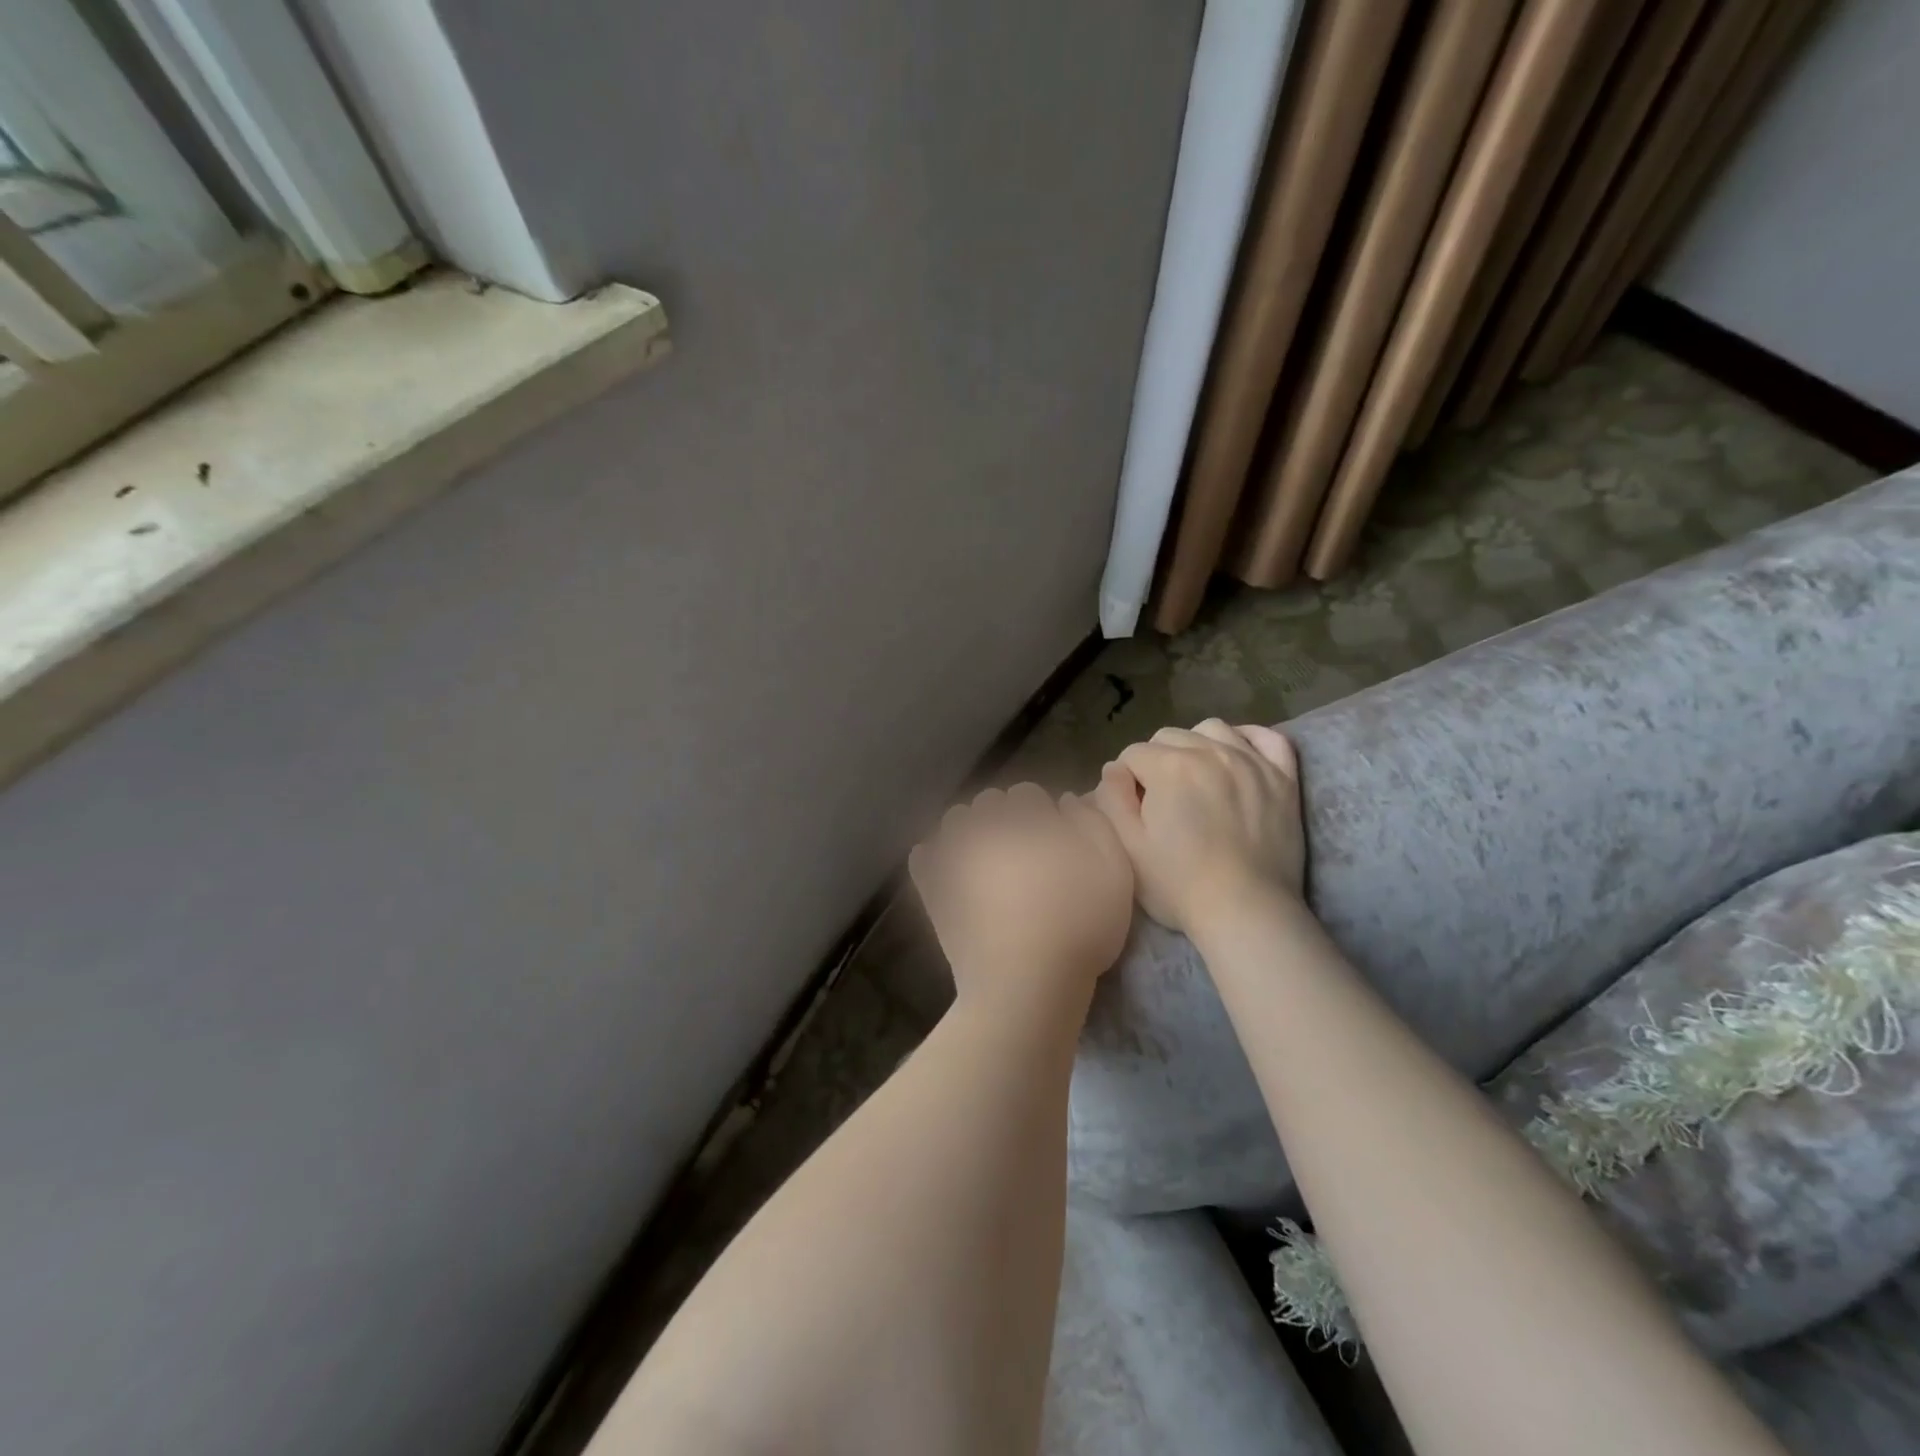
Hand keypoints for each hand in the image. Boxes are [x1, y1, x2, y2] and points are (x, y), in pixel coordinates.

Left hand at [910, 784, 1133, 1010]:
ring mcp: (954, 857)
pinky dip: (934, 858)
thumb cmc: (1079, 927)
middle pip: (989, 803)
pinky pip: (924, 857)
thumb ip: (1094, 825)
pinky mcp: (933, 888)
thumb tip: (1068, 800)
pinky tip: (949, 871)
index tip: (1052, 838)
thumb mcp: (1114, 872)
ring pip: (955, 822)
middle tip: (1022, 850)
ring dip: (970, 830)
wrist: (1025, 984)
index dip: (1041, 813)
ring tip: (987, 859)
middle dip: (1004, 817)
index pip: (1027, 793)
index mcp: (1028, 819)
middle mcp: (986, 827)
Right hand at [1093, 719, 1303, 934]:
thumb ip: (1111, 798)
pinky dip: (1249, 738)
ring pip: (1212, 729)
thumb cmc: (1179, 884)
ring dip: (1196, 745)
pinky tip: (1238, 755)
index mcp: (1169, 767)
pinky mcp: (1283, 778)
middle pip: (1169, 737)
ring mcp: (1252, 761)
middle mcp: (1210, 751)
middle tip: (1162, 799)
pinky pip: (1268, 738)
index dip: (1126, 781)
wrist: (1247, 911)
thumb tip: (1114, 769)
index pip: (1132, 755)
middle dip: (1156, 761)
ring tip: (1196, 777)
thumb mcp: (1127, 846)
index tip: (1133, 809)